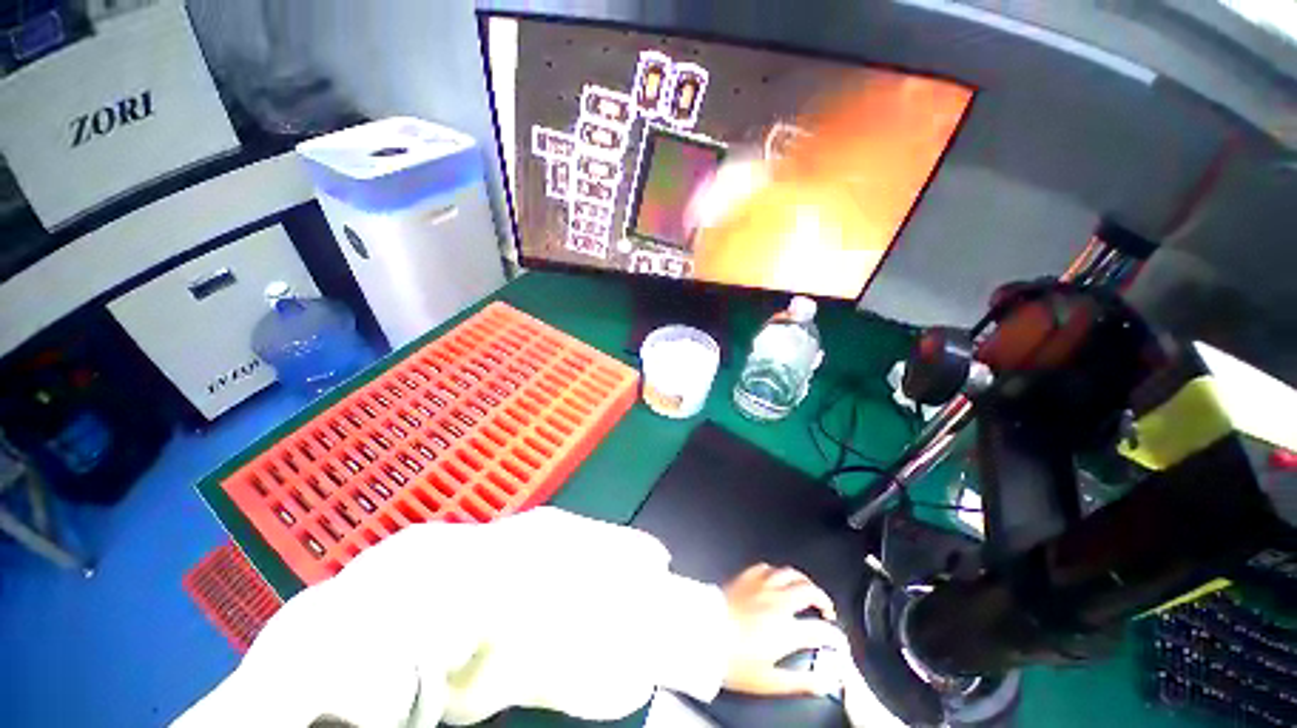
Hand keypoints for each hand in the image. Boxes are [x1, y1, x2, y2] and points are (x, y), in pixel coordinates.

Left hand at [721, 564, 848, 696]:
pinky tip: (776, 578)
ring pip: (790, 573)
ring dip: (803, 580)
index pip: (821, 629)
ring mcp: (761, 586)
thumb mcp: (769, 681)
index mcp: (786, 629)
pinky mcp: (746, 577)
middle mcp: (777, 602)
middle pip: (809, 591)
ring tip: (807, 589)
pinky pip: (766, 567)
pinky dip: (776, 572)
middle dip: (823, 599)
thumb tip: (822, 684)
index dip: (835, 636)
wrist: (704, 634)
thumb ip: (801, 683)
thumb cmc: (733, 660)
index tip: (838, 641)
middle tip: (826, 609)